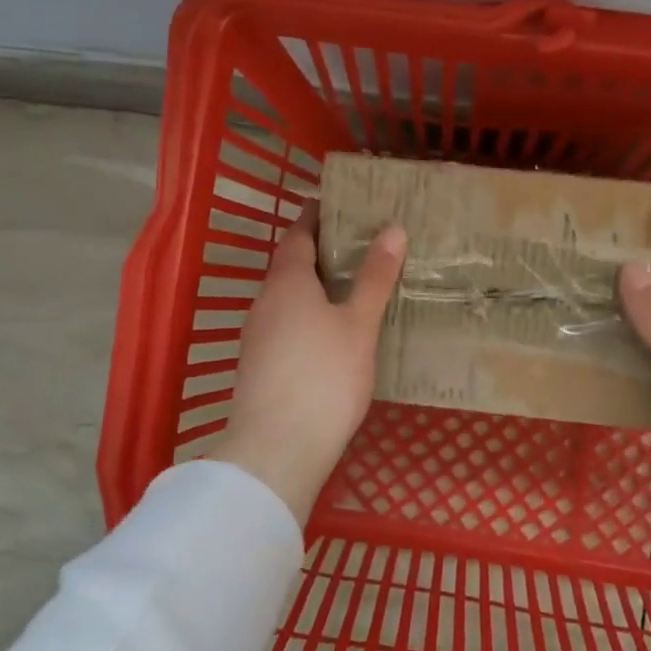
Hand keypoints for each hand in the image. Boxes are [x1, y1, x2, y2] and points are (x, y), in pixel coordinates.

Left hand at [212, 204, 406, 523]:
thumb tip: (393, 228)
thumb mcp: (359, 325)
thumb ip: (374, 278)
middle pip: (290, 265)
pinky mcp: (259, 364)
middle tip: (360, 244)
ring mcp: (258, 335)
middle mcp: (265, 301)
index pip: (298, 234)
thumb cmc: (324, 377)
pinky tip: (331, 332)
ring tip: (352, 286)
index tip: (337, 204)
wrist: (277, 447)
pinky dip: (307, 315)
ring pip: (287, 297)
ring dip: (314, 286)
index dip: (316, 216)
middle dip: (320, 252)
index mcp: (287, 282)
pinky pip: (285, 324)